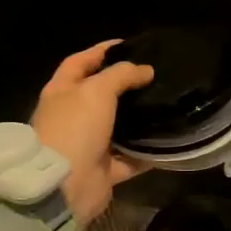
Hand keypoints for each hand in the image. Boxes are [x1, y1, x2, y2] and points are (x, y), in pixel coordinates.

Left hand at [31, 41, 155, 224]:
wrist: (64, 186)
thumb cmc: (75, 128)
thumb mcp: (97, 90)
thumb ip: (122, 74)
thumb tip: (145, 70)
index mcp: (62, 92)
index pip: (80, 62)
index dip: (101, 51)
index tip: (129, 45)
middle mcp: (72, 116)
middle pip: (99, 94)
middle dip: (124, 85)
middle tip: (154, 75)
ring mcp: (86, 144)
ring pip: (117, 127)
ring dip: (138, 119)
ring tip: (165, 104)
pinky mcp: (102, 170)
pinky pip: (129, 159)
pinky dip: (146, 154)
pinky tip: (168, 143)